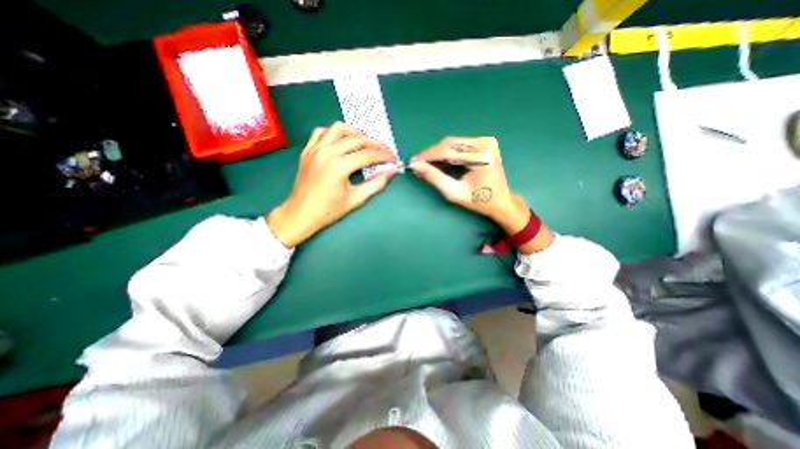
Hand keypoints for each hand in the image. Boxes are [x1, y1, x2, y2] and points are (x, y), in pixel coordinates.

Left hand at [267, 122, 397, 246]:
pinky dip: (334, 133)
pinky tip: (341, 141)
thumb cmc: (329, 210)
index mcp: (339, 166)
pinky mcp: (307, 150)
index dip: (384, 155)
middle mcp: (327, 152)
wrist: (301, 213)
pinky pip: (321, 132)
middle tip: (385, 151)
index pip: (368, 155)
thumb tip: (391, 171)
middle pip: (357, 139)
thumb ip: (376, 184)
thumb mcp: (356, 199)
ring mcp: (315, 149)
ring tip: (365, 143)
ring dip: (355, 133)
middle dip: (375, 144)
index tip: (394, 159)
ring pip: (338, 128)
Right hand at [409, 137, 554, 251]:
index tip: (413, 162)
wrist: (501, 201)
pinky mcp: (484, 142)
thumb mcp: (454, 193)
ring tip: (426, 163)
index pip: (448, 150)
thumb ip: (435, 178)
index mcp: (481, 157)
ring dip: (438, 152)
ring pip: (453, 142)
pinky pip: (459, 144)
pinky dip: (447, 152)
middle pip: (449, 143)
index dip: (428, 156)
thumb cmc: (479, 200)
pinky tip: (440, 161)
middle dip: (431, 153)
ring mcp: (486, 141)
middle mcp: (485, 143)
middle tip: (418, 163)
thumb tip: (416, 166)